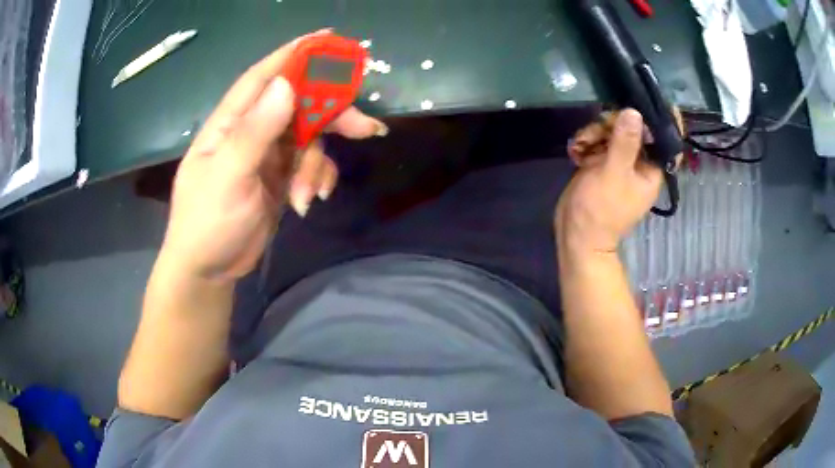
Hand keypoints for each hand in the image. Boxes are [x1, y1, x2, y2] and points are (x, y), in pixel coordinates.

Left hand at [160, 31, 385, 281]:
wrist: (209, 270)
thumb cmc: (208, 222)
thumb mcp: (229, 177)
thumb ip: (256, 131)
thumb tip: (287, 85)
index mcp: (231, 122)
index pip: (265, 76)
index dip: (295, 55)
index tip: (330, 39)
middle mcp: (252, 130)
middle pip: (300, 105)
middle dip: (332, 115)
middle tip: (366, 128)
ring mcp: (268, 155)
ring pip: (310, 139)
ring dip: (318, 165)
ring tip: (309, 195)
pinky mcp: (281, 177)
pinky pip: (310, 166)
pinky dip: (316, 180)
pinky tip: (308, 202)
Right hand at [555, 109, 662, 254]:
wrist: (576, 235)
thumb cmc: (601, 210)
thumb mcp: (614, 174)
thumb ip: (625, 143)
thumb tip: (634, 112)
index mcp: (651, 169)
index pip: (663, 138)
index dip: (657, 119)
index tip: (644, 101)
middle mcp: (638, 163)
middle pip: (632, 129)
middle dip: (613, 124)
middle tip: (598, 127)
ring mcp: (618, 162)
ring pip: (612, 132)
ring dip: (594, 132)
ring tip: (580, 144)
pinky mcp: (601, 163)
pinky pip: (597, 141)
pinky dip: (586, 141)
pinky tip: (575, 150)